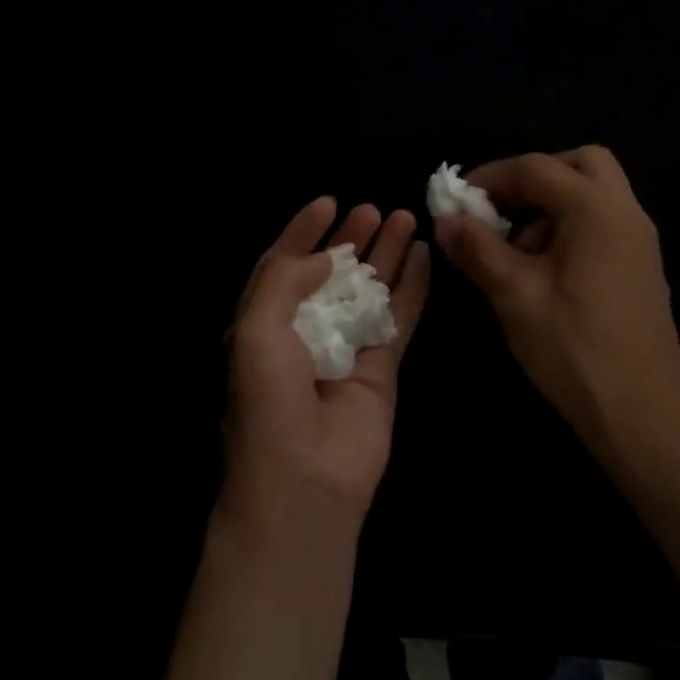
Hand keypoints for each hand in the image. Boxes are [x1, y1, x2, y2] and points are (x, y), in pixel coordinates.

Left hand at [221, 197, 430, 537]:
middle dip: (350, 239)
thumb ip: (283, 280)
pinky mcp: (383, 369)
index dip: (303, 231)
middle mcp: (303, 332)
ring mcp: (346, 349)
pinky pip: (399, 319)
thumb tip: (322, 255)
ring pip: (370, 290)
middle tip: (373, 209)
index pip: (283, 265)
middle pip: (331, 274)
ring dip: (386, 255)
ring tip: (404, 218)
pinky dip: (413, 288)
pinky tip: (424, 256)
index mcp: (261, 323)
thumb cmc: (267, 400)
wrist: (304, 478)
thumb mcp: (255, 329)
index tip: (328, 201)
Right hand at [434, 147, 679, 450]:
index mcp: (597, 210)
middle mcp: (627, 214)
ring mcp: (640, 242)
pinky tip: (543, 273)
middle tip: (498, 210)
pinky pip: (603, 224)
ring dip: (551, 204)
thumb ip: (477, 249)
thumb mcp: (515, 296)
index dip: (490, 177)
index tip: (456, 200)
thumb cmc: (575, 350)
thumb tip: (445, 218)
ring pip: (594, 195)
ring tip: (515, 251)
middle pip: (580, 165)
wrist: (643, 417)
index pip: (537, 168)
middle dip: (532, 178)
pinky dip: (570, 227)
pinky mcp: (641, 269)